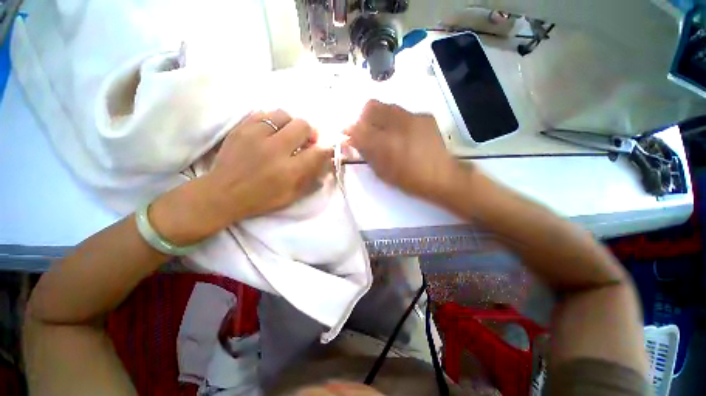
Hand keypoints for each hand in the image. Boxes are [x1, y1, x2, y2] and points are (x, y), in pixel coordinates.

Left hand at [151, 110, 332, 245]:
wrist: (222, 193)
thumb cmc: (261, 198)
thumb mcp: (292, 195)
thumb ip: (311, 177)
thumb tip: (325, 160)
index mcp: (289, 171)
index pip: (317, 152)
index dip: (326, 149)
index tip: (325, 150)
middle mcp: (274, 149)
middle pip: (302, 125)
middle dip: (309, 133)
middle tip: (305, 141)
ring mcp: (255, 135)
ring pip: (283, 114)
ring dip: (290, 125)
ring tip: (286, 135)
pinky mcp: (240, 128)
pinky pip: (263, 113)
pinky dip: (272, 121)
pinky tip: (270, 132)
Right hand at [346, 100, 460, 200]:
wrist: (442, 176)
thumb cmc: (409, 180)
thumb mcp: (382, 172)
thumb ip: (367, 153)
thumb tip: (353, 140)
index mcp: (385, 143)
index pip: (359, 128)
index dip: (350, 129)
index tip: (347, 134)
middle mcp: (397, 124)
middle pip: (371, 106)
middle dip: (363, 117)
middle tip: (366, 131)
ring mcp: (413, 117)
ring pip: (387, 106)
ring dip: (379, 116)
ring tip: (384, 131)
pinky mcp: (425, 116)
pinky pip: (403, 112)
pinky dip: (396, 120)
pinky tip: (402, 133)